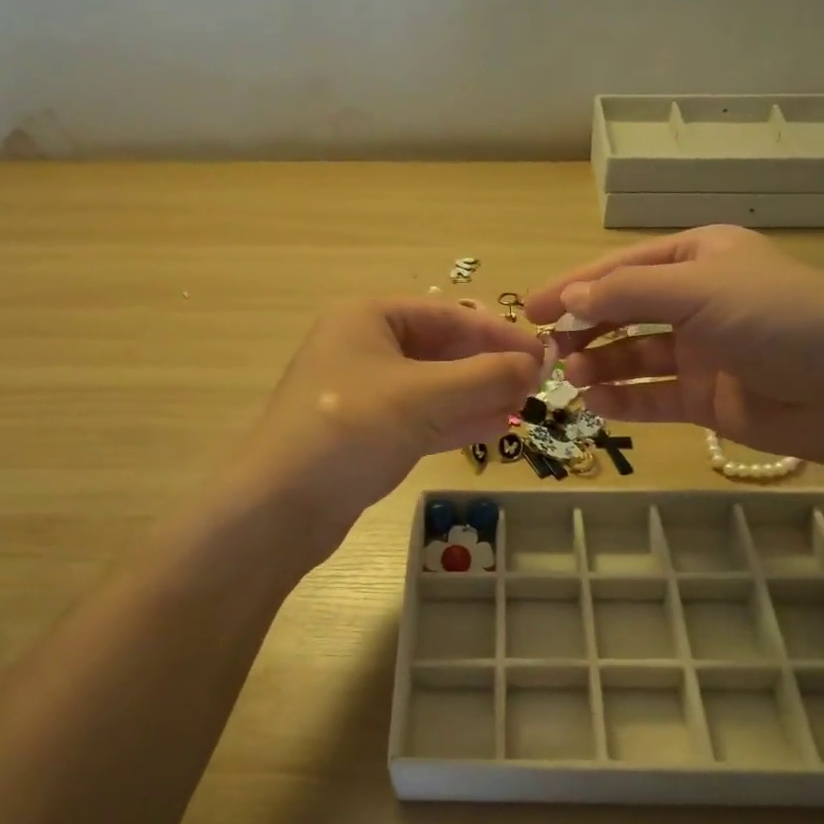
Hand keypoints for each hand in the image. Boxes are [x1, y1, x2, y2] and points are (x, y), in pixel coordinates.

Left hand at [225, 299, 542, 557]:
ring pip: (434, 386)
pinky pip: (421, 417)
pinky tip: (497, 426)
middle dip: (489, 366)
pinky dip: (457, 420)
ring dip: (478, 394)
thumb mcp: (426, 396)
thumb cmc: (351, 430)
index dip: (499, 334)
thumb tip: (539, 363)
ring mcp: (363, 393)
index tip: (544, 355)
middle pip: (442, 349)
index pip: (450, 315)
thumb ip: (486, 377)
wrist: (280, 508)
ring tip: (525, 405)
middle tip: (538, 384)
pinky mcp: (366, 433)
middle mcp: (364, 347)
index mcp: (368, 317)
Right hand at [524, 227, 823, 469]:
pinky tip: (596, 404)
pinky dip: (624, 399)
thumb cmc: (778, 319)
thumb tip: (570, 296)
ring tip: (571, 377)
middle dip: (585, 328)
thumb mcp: (700, 290)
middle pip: (624, 311)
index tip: (530, 308)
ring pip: (634, 355)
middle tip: (545, 349)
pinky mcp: (705, 397)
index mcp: (698, 258)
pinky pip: (653, 395)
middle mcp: (696, 300)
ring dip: (600, 364)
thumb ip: (630, 292)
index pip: (622, 268)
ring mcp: (701, 351)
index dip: (574, 286)